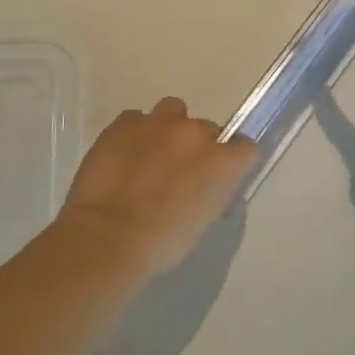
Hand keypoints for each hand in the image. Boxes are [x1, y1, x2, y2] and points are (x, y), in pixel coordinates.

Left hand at [57, 98, 257, 273]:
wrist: (109, 236)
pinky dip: (135, 134)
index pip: (246, 148)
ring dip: (168, 130)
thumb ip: (212, 193)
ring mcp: (159, 123)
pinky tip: (123, 156)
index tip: (221, 177)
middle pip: (207, 129)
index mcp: (224, 162)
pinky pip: (136, 119)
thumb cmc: (164, 242)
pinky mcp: (124, 123)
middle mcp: (196, 133)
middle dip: (197, 147)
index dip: (234, 161)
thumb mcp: (203, 221)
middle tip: (179, 174)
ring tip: (151, 155)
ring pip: (173, 111)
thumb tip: (206, 187)